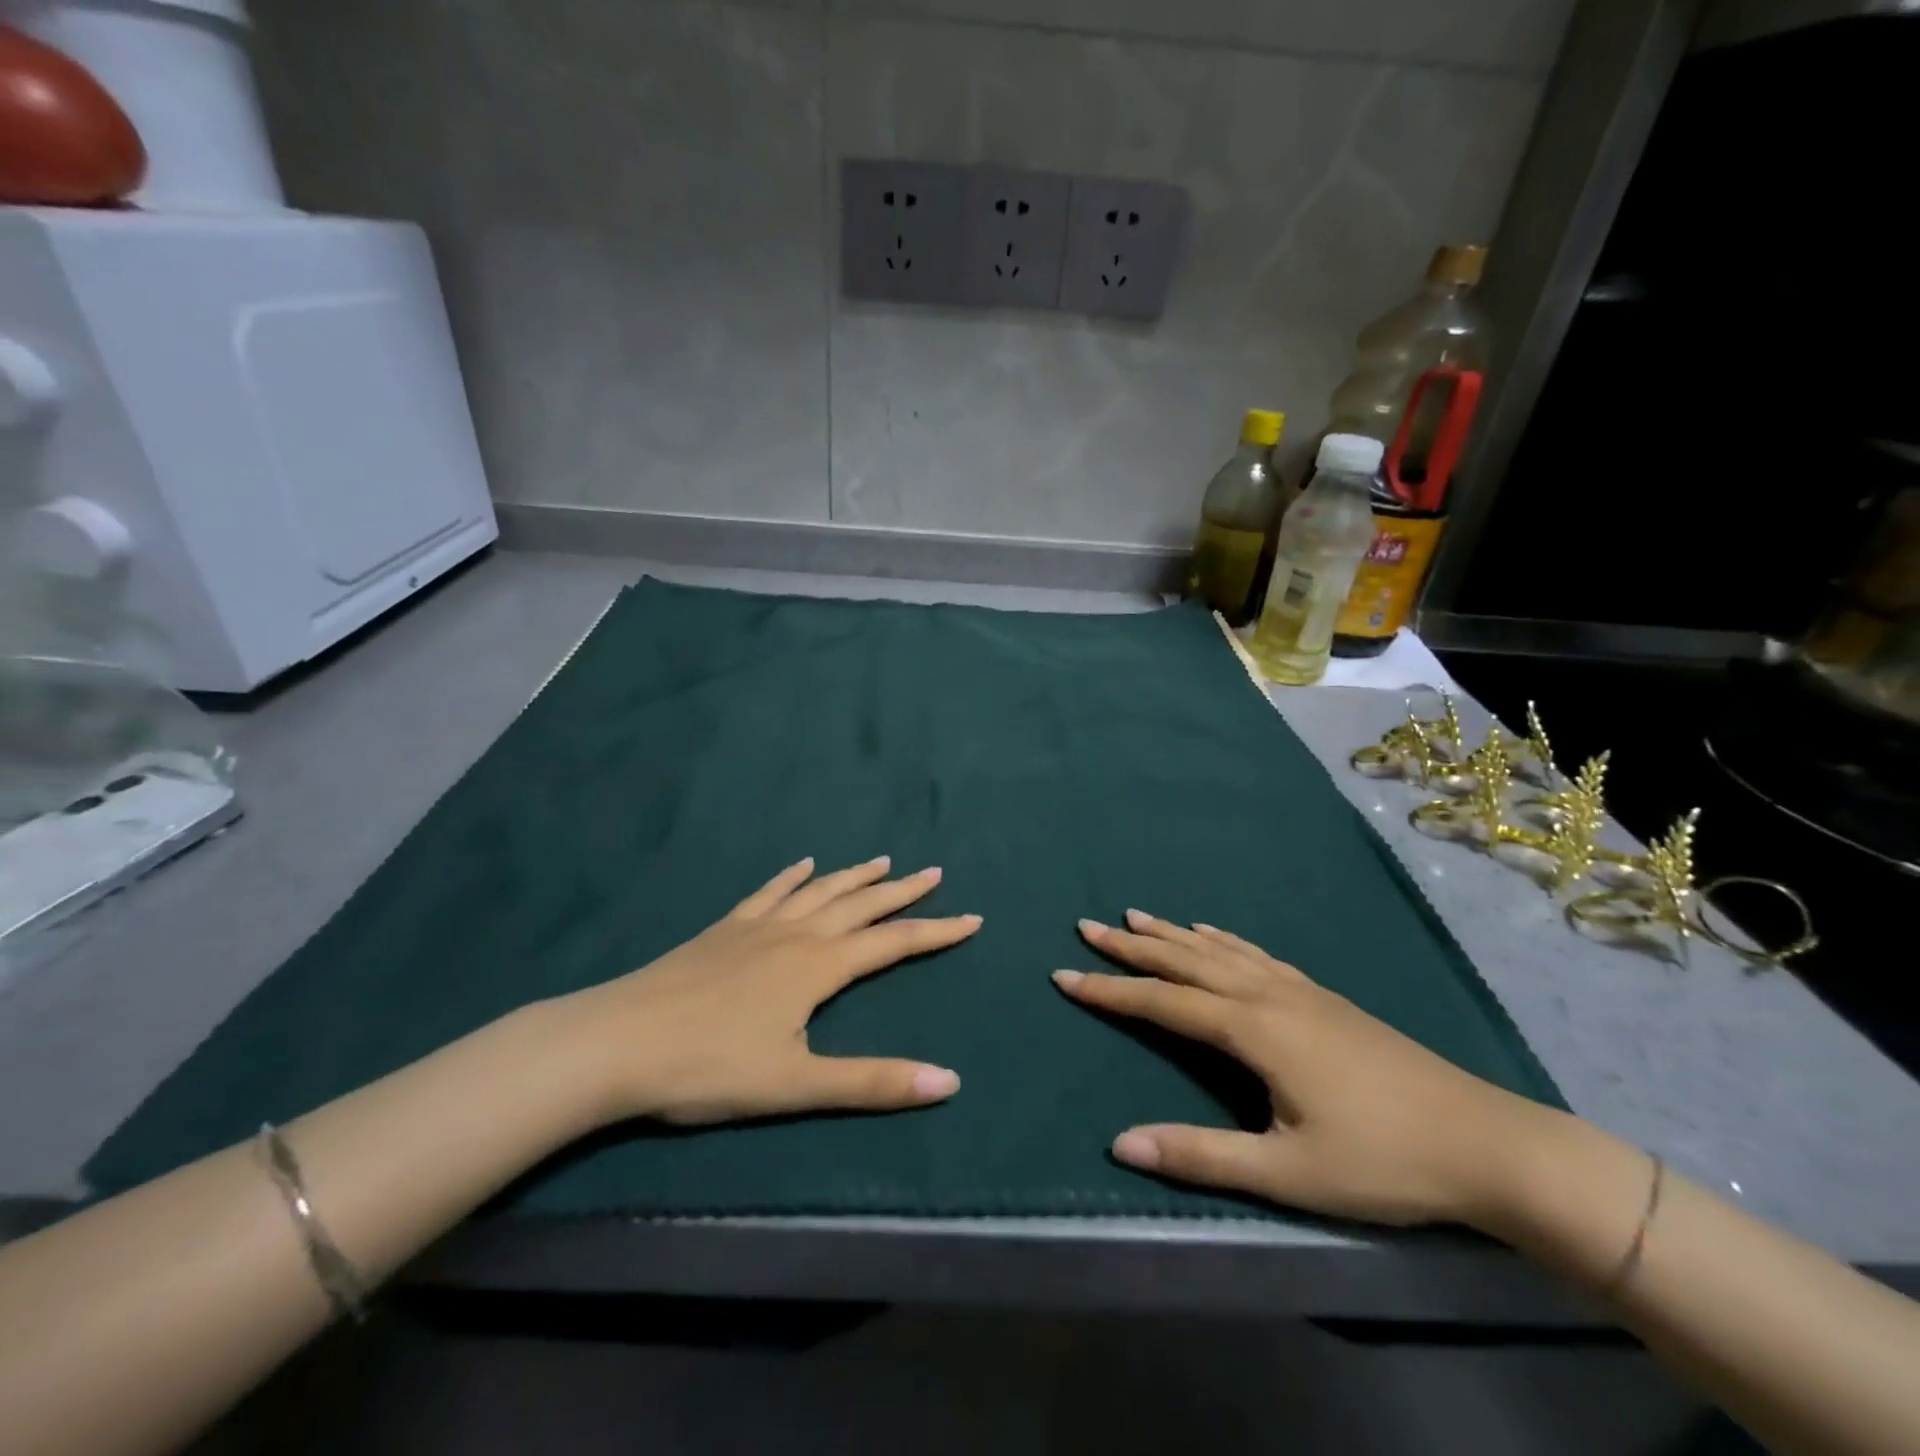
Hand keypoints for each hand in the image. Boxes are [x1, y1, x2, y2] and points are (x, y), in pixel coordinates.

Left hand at [558, 856, 978, 1125]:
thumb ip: (872, 1082)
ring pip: (820, 891)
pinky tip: (802, 865)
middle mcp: (796, 934)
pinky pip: (769, 892)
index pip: (894, 942)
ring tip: (883, 860)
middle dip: (902, 891)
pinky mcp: (724, 929)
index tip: (973, 918)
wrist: (617, 1041)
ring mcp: (757, 926)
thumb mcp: (796, 1085)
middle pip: (861, 905)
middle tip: (934, 873)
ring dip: (855, 876)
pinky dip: (792, 877)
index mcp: (819, 966)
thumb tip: (949, 1082)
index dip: (937, 931)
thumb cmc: (708, 1067)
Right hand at [1053, 910, 1559, 1228]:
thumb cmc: (1383, 1161)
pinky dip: (1220, 939)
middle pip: (1184, 961)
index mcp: (1253, 1028)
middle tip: (1087, 927)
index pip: (1162, 1003)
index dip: (1110, 990)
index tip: (1064, 974)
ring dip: (1171, 934)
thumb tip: (1121, 1144)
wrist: (1485, 1140)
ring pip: (1217, 950)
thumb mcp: (1288, 1172)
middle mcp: (1267, 994)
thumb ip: (1201, 1155)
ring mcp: (1298, 989)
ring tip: (1135, 917)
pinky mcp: (1321, 995)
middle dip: (1132, 946)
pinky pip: (1253, 953)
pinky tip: (1212, 934)